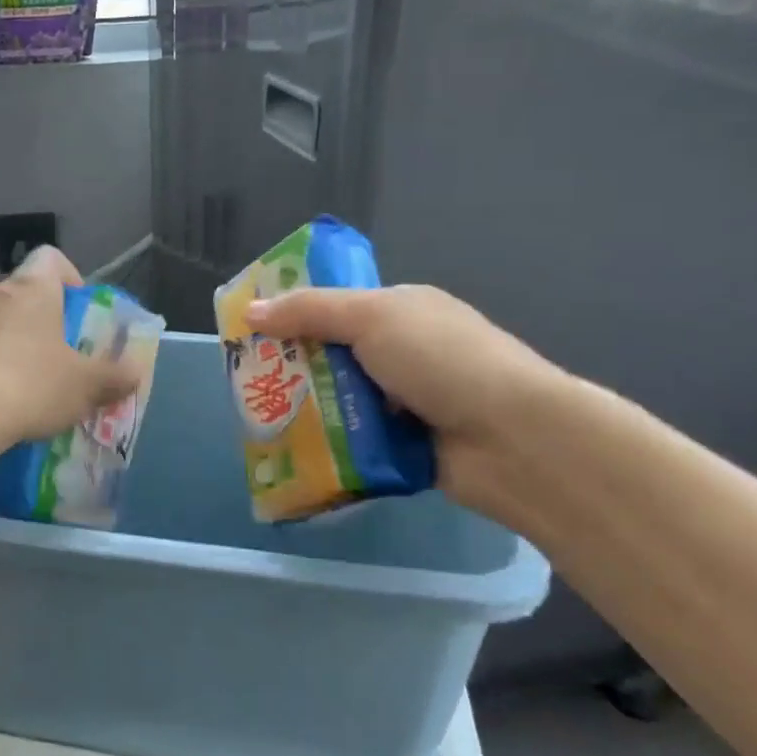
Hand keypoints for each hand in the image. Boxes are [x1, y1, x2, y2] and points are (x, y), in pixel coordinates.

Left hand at [0, 246, 140, 443]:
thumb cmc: (33, 385)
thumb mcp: (87, 385)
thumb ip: (115, 376)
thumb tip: (135, 371)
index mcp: (32, 288)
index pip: (50, 257)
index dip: (69, 277)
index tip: (78, 311)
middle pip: (22, 293)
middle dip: (42, 318)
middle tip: (59, 353)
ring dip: (11, 341)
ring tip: (26, 382)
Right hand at [246, 284, 565, 508]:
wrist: (513, 439)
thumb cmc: (441, 360)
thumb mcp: (372, 318)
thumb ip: (309, 311)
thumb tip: (249, 311)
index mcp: (399, 310)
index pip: (335, 304)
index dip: (292, 312)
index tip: (249, 328)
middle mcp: (400, 352)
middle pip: (330, 354)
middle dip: (290, 365)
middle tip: (243, 380)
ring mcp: (403, 400)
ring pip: (337, 400)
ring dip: (306, 409)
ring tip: (257, 419)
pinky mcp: (403, 444)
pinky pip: (353, 439)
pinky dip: (328, 444)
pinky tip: (291, 451)